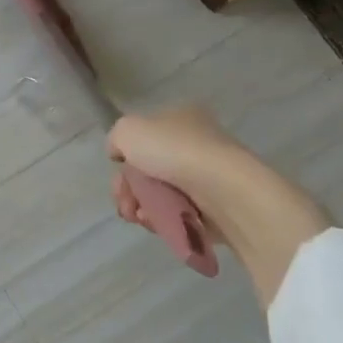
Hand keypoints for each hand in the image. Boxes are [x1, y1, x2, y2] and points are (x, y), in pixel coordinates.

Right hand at [106, 105, 330, 308]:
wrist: (227, 191)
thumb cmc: (176, 152)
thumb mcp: (128, 130)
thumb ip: (116, 138)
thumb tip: (120, 154)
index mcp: (180, 117)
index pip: (144, 137)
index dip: (125, 157)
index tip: (118, 174)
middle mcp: (197, 142)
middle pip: (150, 169)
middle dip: (129, 189)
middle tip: (124, 204)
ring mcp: (209, 176)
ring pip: (163, 194)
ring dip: (143, 207)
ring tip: (140, 218)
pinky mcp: (219, 207)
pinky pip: (182, 214)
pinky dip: (165, 220)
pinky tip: (157, 225)